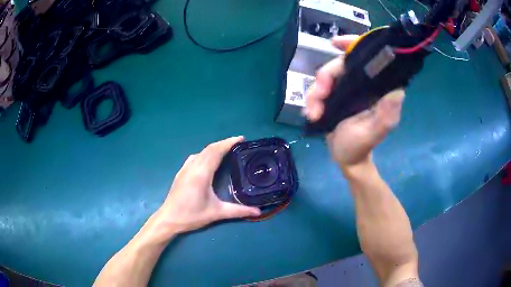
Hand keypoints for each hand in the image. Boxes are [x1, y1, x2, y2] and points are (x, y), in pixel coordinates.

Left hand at [149, 136, 260, 239]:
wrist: (169, 219)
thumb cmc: (192, 215)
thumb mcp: (216, 213)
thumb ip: (238, 211)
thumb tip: (258, 211)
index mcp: (201, 173)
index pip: (216, 151)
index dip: (229, 143)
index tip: (241, 138)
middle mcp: (193, 167)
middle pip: (209, 149)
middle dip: (224, 143)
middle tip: (238, 144)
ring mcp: (185, 168)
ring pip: (201, 152)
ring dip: (214, 148)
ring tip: (226, 150)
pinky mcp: (181, 172)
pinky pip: (195, 157)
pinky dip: (206, 153)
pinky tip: (209, 161)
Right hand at [304, 35, 404, 167]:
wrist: (345, 158)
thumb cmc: (360, 146)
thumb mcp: (373, 133)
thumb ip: (385, 115)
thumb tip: (398, 90)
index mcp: (377, 89)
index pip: (369, 58)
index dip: (353, 44)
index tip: (334, 43)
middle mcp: (362, 84)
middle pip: (340, 64)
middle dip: (325, 78)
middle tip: (318, 96)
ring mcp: (346, 89)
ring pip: (326, 76)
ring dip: (315, 93)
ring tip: (313, 113)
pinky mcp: (334, 96)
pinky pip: (318, 89)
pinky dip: (311, 100)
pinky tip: (310, 113)